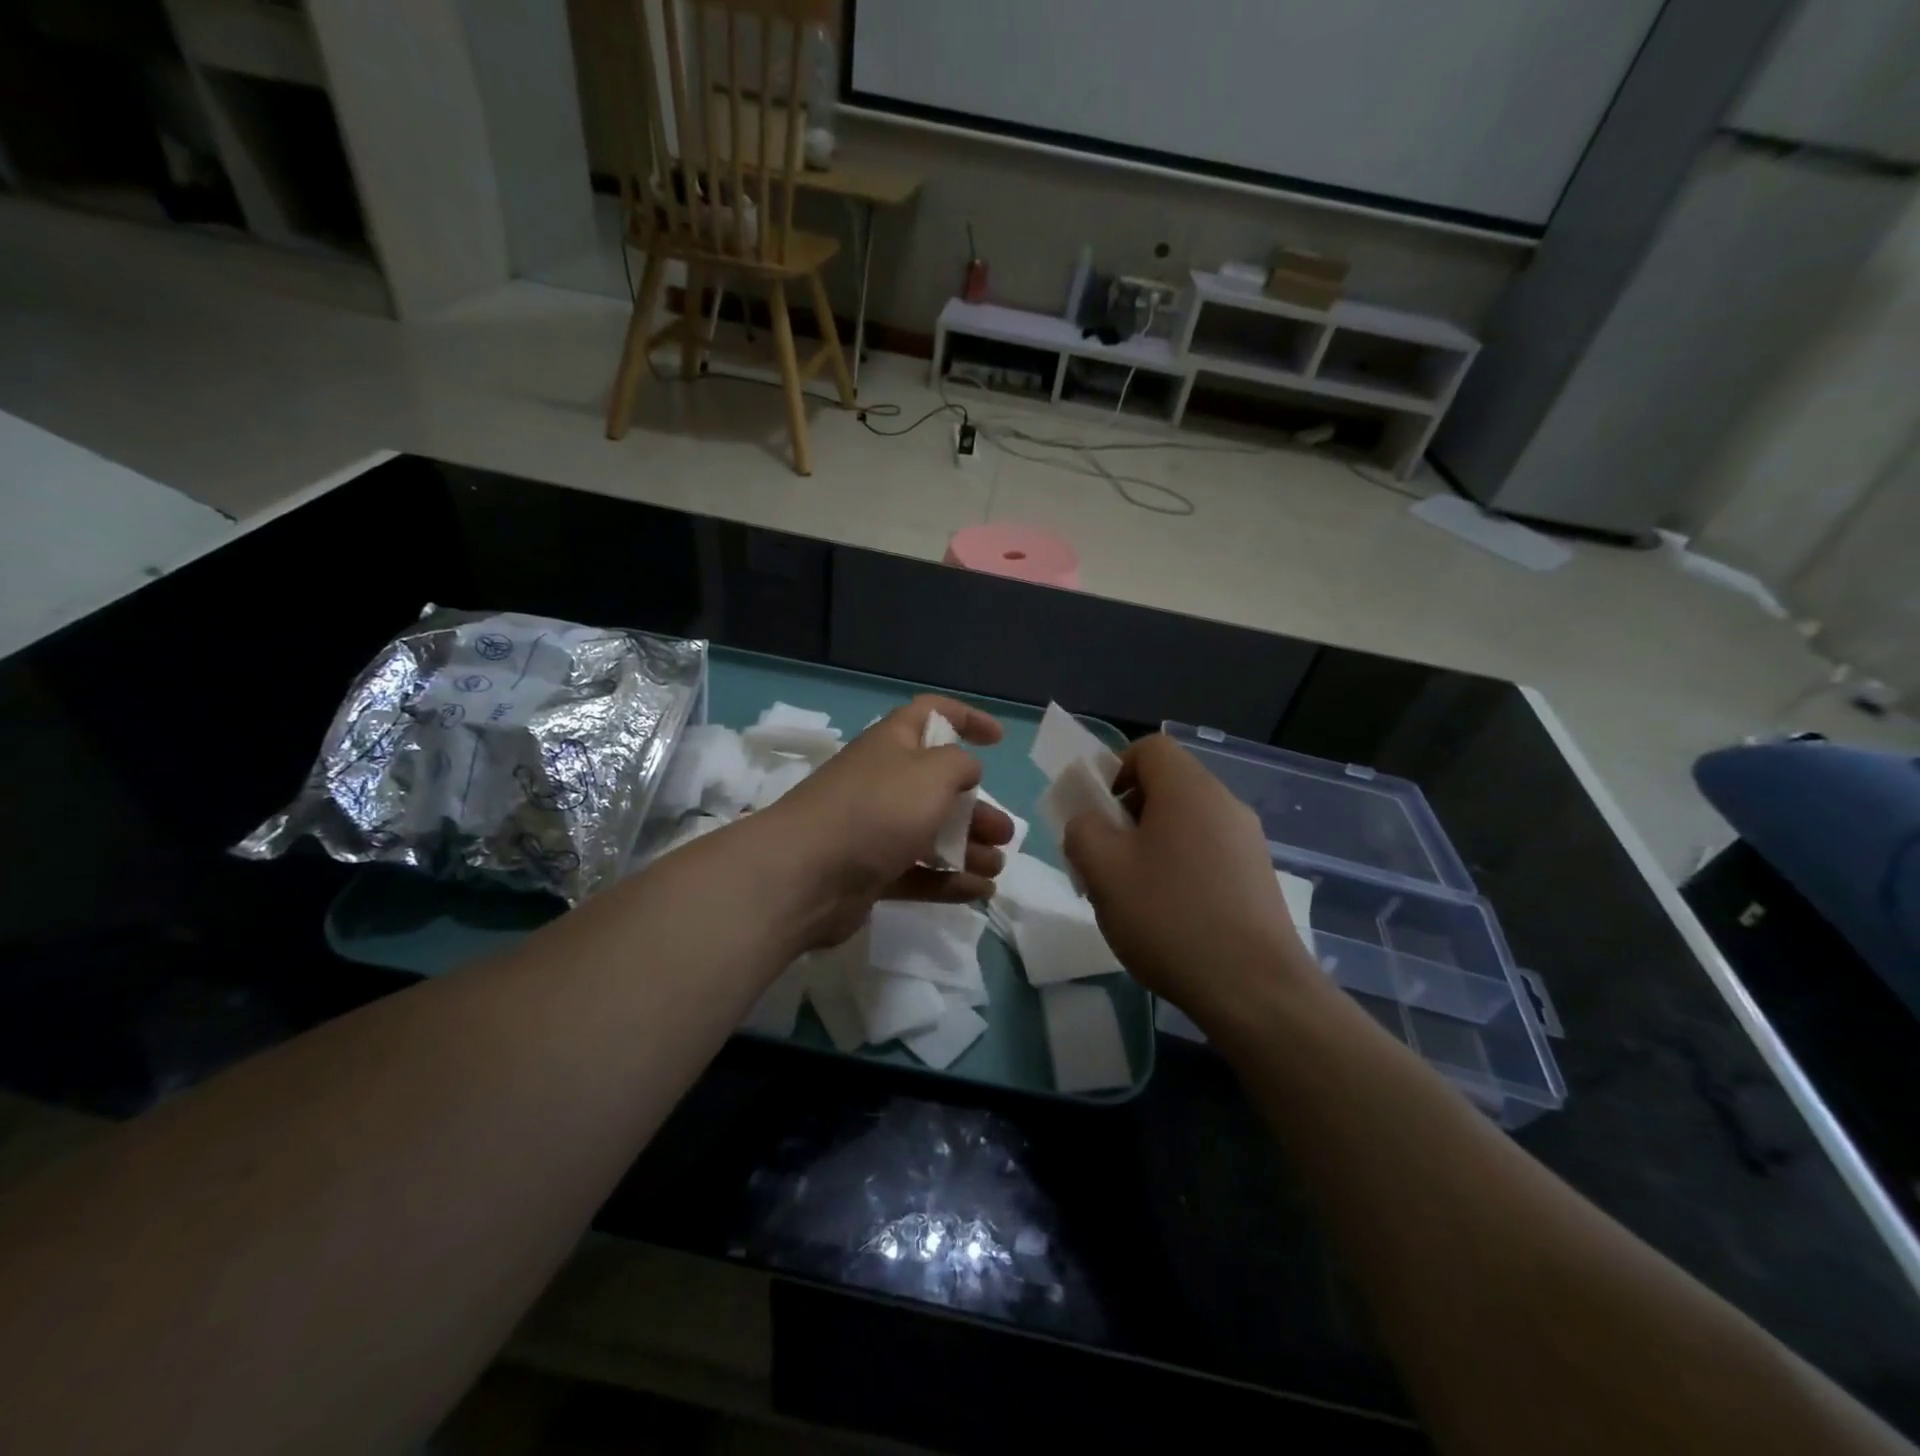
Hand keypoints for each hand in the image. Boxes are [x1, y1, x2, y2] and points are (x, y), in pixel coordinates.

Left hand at [755, 695, 1014, 948]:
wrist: (805, 875)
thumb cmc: (876, 810)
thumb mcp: (932, 773)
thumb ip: (960, 765)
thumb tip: (966, 770)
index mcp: (892, 744)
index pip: (931, 714)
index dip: (966, 718)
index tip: (998, 739)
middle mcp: (883, 781)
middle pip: (938, 786)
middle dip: (976, 807)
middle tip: (1004, 832)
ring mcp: (874, 829)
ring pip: (930, 832)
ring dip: (968, 846)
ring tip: (998, 866)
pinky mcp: (870, 871)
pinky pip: (918, 872)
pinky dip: (949, 880)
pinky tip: (981, 893)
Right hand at [1062, 732, 1318, 1030]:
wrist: (1255, 990)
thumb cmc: (1170, 917)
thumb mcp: (1102, 869)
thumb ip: (1082, 829)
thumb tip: (1089, 821)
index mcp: (1189, 789)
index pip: (1149, 748)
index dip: (1113, 769)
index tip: (1096, 814)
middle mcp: (1225, 804)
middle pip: (1166, 786)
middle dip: (1126, 814)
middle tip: (1104, 858)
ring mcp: (1247, 842)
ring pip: (1184, 823)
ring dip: (1149, 845)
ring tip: (1131, 894)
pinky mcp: (1257, 878)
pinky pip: (1206, 853)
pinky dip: (1178, 868)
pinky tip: (1167, 916)